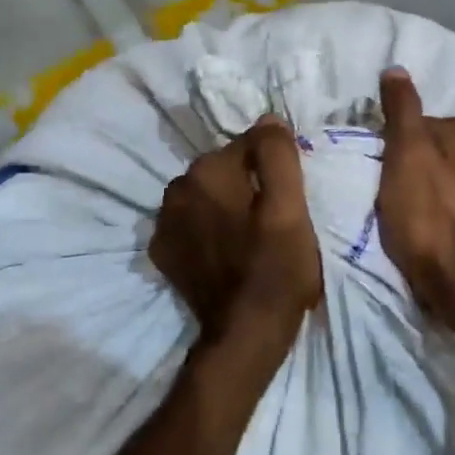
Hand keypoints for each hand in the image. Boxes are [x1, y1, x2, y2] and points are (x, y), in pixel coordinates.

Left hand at [150, 116, 321, 343]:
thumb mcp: (291, 207)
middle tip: (272, 219)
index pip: (250, 144)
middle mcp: (177, 188)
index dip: (275, 167)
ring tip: (250, 237)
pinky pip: (192, 222)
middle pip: (225, 169)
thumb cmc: (275, 267)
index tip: (289, 197)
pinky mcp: (163, 251)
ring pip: (207, 194)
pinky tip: (225, 251)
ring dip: (226, 205)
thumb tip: (268, 119)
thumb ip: (278, 155)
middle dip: (248, 184)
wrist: (245, 334)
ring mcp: (164, 222)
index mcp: (208, 171)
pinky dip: (207, 229)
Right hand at [375, 68, 454, 324]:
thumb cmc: (424, 212)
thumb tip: (397, 68)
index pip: (431, 127)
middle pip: (454, 148)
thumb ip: (402, 108)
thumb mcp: (402, 154)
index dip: (408, 148)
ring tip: (434, 213)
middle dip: (436, 164)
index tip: (396, 174)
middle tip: (411, 193)